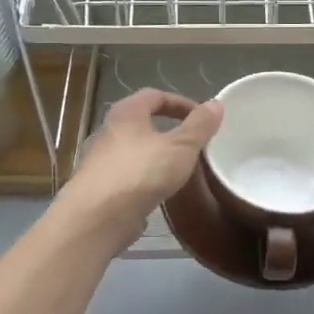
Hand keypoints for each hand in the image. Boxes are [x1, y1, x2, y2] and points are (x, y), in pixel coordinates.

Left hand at [57, 89, 221, 250]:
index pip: (154, 96)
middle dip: (168, 129)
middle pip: (141, 122)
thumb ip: (200, 126)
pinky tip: (159, 192)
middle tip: (192, 142)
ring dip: (156, 155)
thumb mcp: (181, 146)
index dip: (180, 103)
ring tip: (179, 168)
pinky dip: (145, 179)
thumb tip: (216, 104)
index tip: (202, 117)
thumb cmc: (141, 172)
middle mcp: (109, 131)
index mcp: (127, 113)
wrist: (97, 217)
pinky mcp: (100, 189)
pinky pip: (128, 176)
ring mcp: (101, 161)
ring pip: (134, 150)